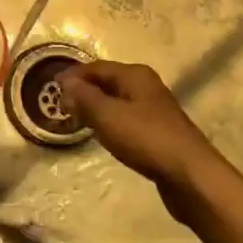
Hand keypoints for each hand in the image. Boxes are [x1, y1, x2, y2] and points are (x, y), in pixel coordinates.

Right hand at [57, 61, 224, 202]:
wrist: (190, 175)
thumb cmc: (146, 139)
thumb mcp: (108, 115)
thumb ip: (84, 97)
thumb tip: (65, 81)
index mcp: (135, 75)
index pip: (97, 67)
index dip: (74, 75)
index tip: (52, 87)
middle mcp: (146, 86)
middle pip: (109, 82)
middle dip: (85, 91)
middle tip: (61, 105)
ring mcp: (155, 110)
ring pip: (118, 101)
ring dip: (97, 108)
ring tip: (77, 120)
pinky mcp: (159, 132)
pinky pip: (127, 119)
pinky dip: (111, 123)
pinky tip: (104, 136)